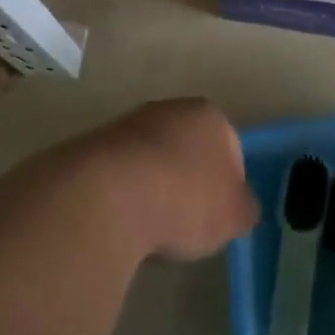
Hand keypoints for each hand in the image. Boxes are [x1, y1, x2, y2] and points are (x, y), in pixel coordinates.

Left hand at [52, 99, 257, 263]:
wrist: (106, 196)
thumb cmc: (184, 200)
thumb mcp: (234, 216)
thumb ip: (244, 208)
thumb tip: (240, 207)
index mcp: (211, 116)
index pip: (230, 148)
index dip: (227, 185)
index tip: (217, 215)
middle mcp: (169, 109)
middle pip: (187, 149)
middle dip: (187, 181)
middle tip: (184, 221)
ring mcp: (126, 124)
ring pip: (150, 160)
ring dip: (152, 188)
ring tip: (148, 226)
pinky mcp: (90, 145)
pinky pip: (118, 174)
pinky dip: (122, 194)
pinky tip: (120, 220)